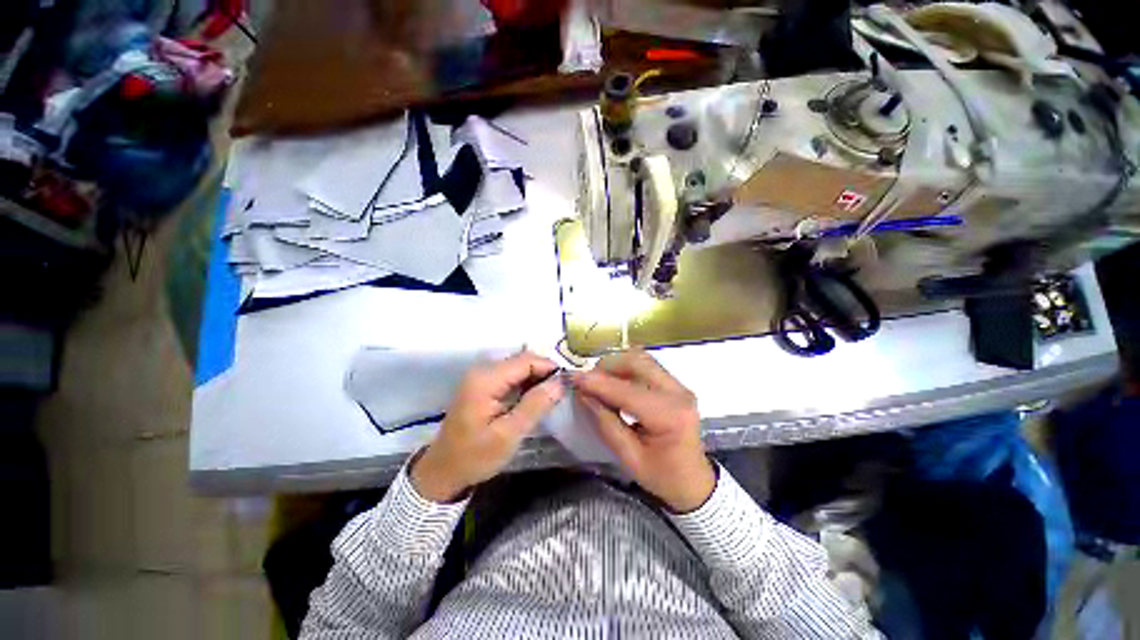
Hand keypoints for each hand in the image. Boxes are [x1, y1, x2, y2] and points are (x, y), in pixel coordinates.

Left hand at [412, 351, 563, 501]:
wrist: (443, 471)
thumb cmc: (475, 456)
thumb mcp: (508, 435)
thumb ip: (535, 406)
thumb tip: (560, 383)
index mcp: (486, 379)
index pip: (526, 360)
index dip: (549, 368)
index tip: (567, 384)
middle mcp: (483, 370)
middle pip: (522, 361)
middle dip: (544, 372)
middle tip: (561, 392)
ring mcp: (482, 376)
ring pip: (519, 367)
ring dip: (536, 378)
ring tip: (551, 396)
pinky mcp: (484, 385)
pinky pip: (511, 376)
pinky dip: (526, 384)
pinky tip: (535, 398)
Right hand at [571, 349, 714, 512]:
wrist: (694, 482)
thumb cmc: (662, 476)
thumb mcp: (629, 458)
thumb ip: (606, 423)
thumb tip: (584, 394)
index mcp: (669, 416)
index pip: (627, 391)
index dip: (598, 382)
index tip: (574, 377)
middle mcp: (678, 393)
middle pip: (637, 362)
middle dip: (607, 366)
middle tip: (587, 380)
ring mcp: (679, 386)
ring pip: (642, 359)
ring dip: (617, 364)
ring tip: (599, 380)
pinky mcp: (676, 384)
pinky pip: (647, 365)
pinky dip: (626, 368)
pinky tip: (614, 382)